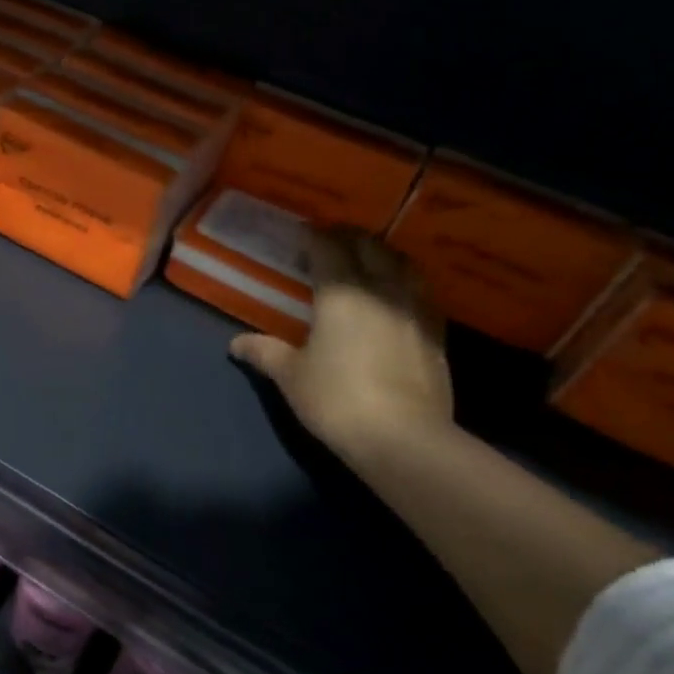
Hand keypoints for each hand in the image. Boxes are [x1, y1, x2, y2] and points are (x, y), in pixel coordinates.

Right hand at [230, 231, 453, 463]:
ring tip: (366, 263)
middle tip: (329, 244)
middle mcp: (382, 290)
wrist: (402, 438)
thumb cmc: (336, 399)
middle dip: (348, 238)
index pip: (328, 247)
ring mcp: (415, 309)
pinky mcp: (437, 333)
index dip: (313, 236)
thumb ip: (265, 352)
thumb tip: (236, 343)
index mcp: (341, 293)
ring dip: (382, 255)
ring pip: (403, 263)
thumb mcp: (290, 376)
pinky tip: (395, 298)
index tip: (300, 235)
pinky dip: (405, 283)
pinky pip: (421, 292)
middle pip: (370, 246)